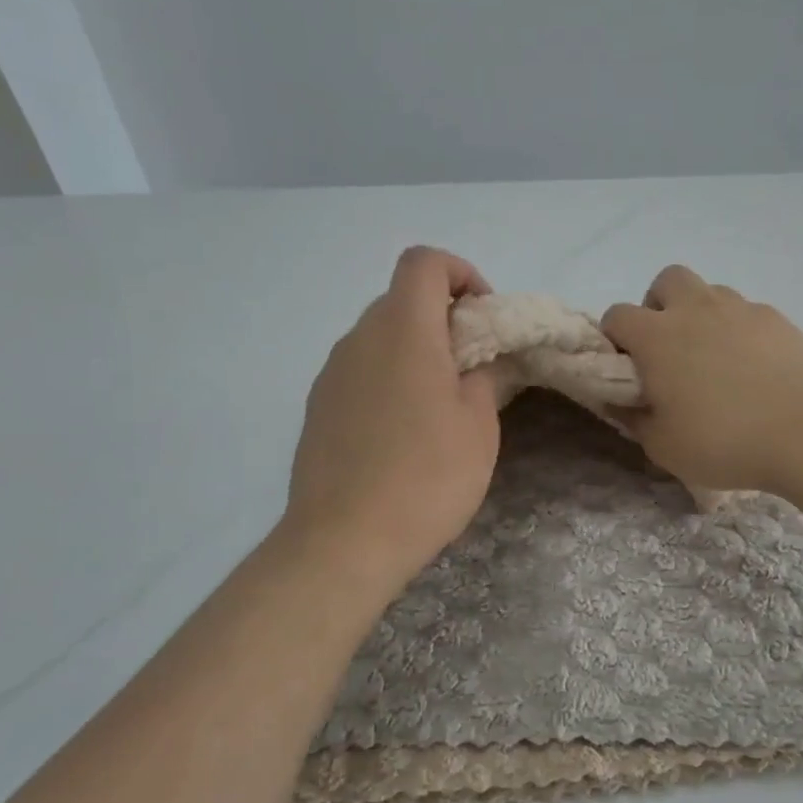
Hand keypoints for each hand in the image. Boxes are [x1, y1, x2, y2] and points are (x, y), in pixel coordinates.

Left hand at [285, 248, 501, 588]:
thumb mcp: (478, 426)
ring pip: (379, 337)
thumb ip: (484, 376)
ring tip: (439, 404)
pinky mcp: (317, 407)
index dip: (460, 273)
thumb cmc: (427, 476)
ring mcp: (331, 373)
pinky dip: (388, 378)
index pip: (424, 262)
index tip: (483, 316)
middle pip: (401, 299)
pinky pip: (360, 371)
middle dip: (442, 317)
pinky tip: (403, 432)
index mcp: (403, 330)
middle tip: (471, 366)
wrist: (344, 540)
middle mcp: (359, 338)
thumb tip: (481, 360)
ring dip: (414, 350)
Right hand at [602, 265, 802, 495]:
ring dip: (701, 315)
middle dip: (660, 306)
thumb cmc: (722, 441)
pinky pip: (748, 313)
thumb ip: (633, 418)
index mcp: (657, 336)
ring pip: (710, 292)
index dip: (615, 339)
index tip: (626, 368)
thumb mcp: (662, 446)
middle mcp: (696, 309)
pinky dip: (740, 331)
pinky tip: (753, 368)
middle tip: (669, 348)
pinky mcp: (779, 319)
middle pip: (666, 281)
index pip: (617, 315)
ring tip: (714, 358)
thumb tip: (618, 401)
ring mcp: (742, 310)